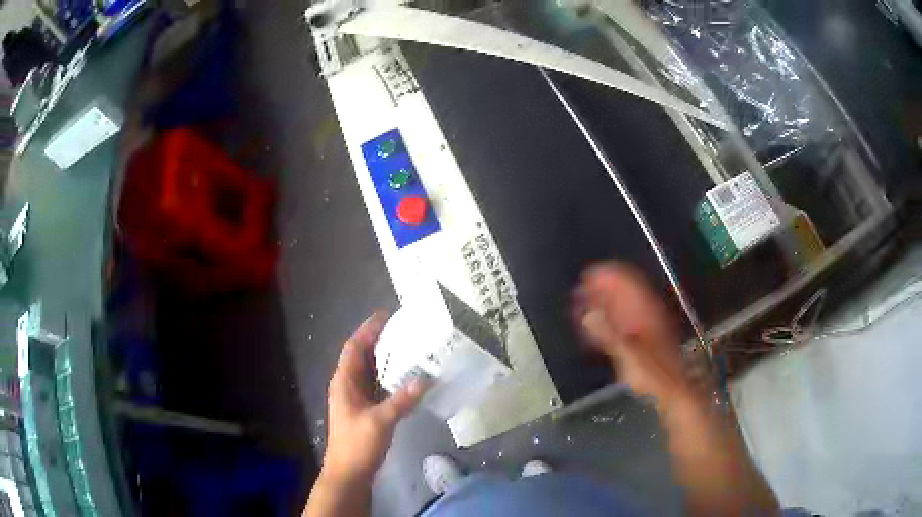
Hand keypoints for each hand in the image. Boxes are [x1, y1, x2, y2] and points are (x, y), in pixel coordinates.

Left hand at [322, 312, 425, 485]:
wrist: (349, 473)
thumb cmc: (357, 444)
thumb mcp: (380, 421)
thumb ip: (402, 400)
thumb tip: (425, 379)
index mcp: (344, 382)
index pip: (354, 347)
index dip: (368, 330)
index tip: (386, 316)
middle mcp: (347, 386)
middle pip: (362, 356)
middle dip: (380, 342)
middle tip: (405, 330)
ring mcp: (355, 399)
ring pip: (370, 372)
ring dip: (386, 360)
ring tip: (409, 348)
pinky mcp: (364, 410)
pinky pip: (377, 387)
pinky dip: (390, 379)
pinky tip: (407, 378)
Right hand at [575, 262, 688, 402]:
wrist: (672, 389)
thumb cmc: (653, 373)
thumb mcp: (628, 354)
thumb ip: (608, 335)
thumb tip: (588, 316)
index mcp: (646, 310)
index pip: (626, 281)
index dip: (606, 275)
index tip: (587, 277)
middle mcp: (647, 311)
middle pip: (623, 290)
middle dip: (601, 289)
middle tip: (580, 294)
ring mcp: (647, 323)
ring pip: (622, 305)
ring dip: (603, 304)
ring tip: (584, 308)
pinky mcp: (644, 337)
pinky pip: (624, 319)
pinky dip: (609, 318)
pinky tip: (598, 327)